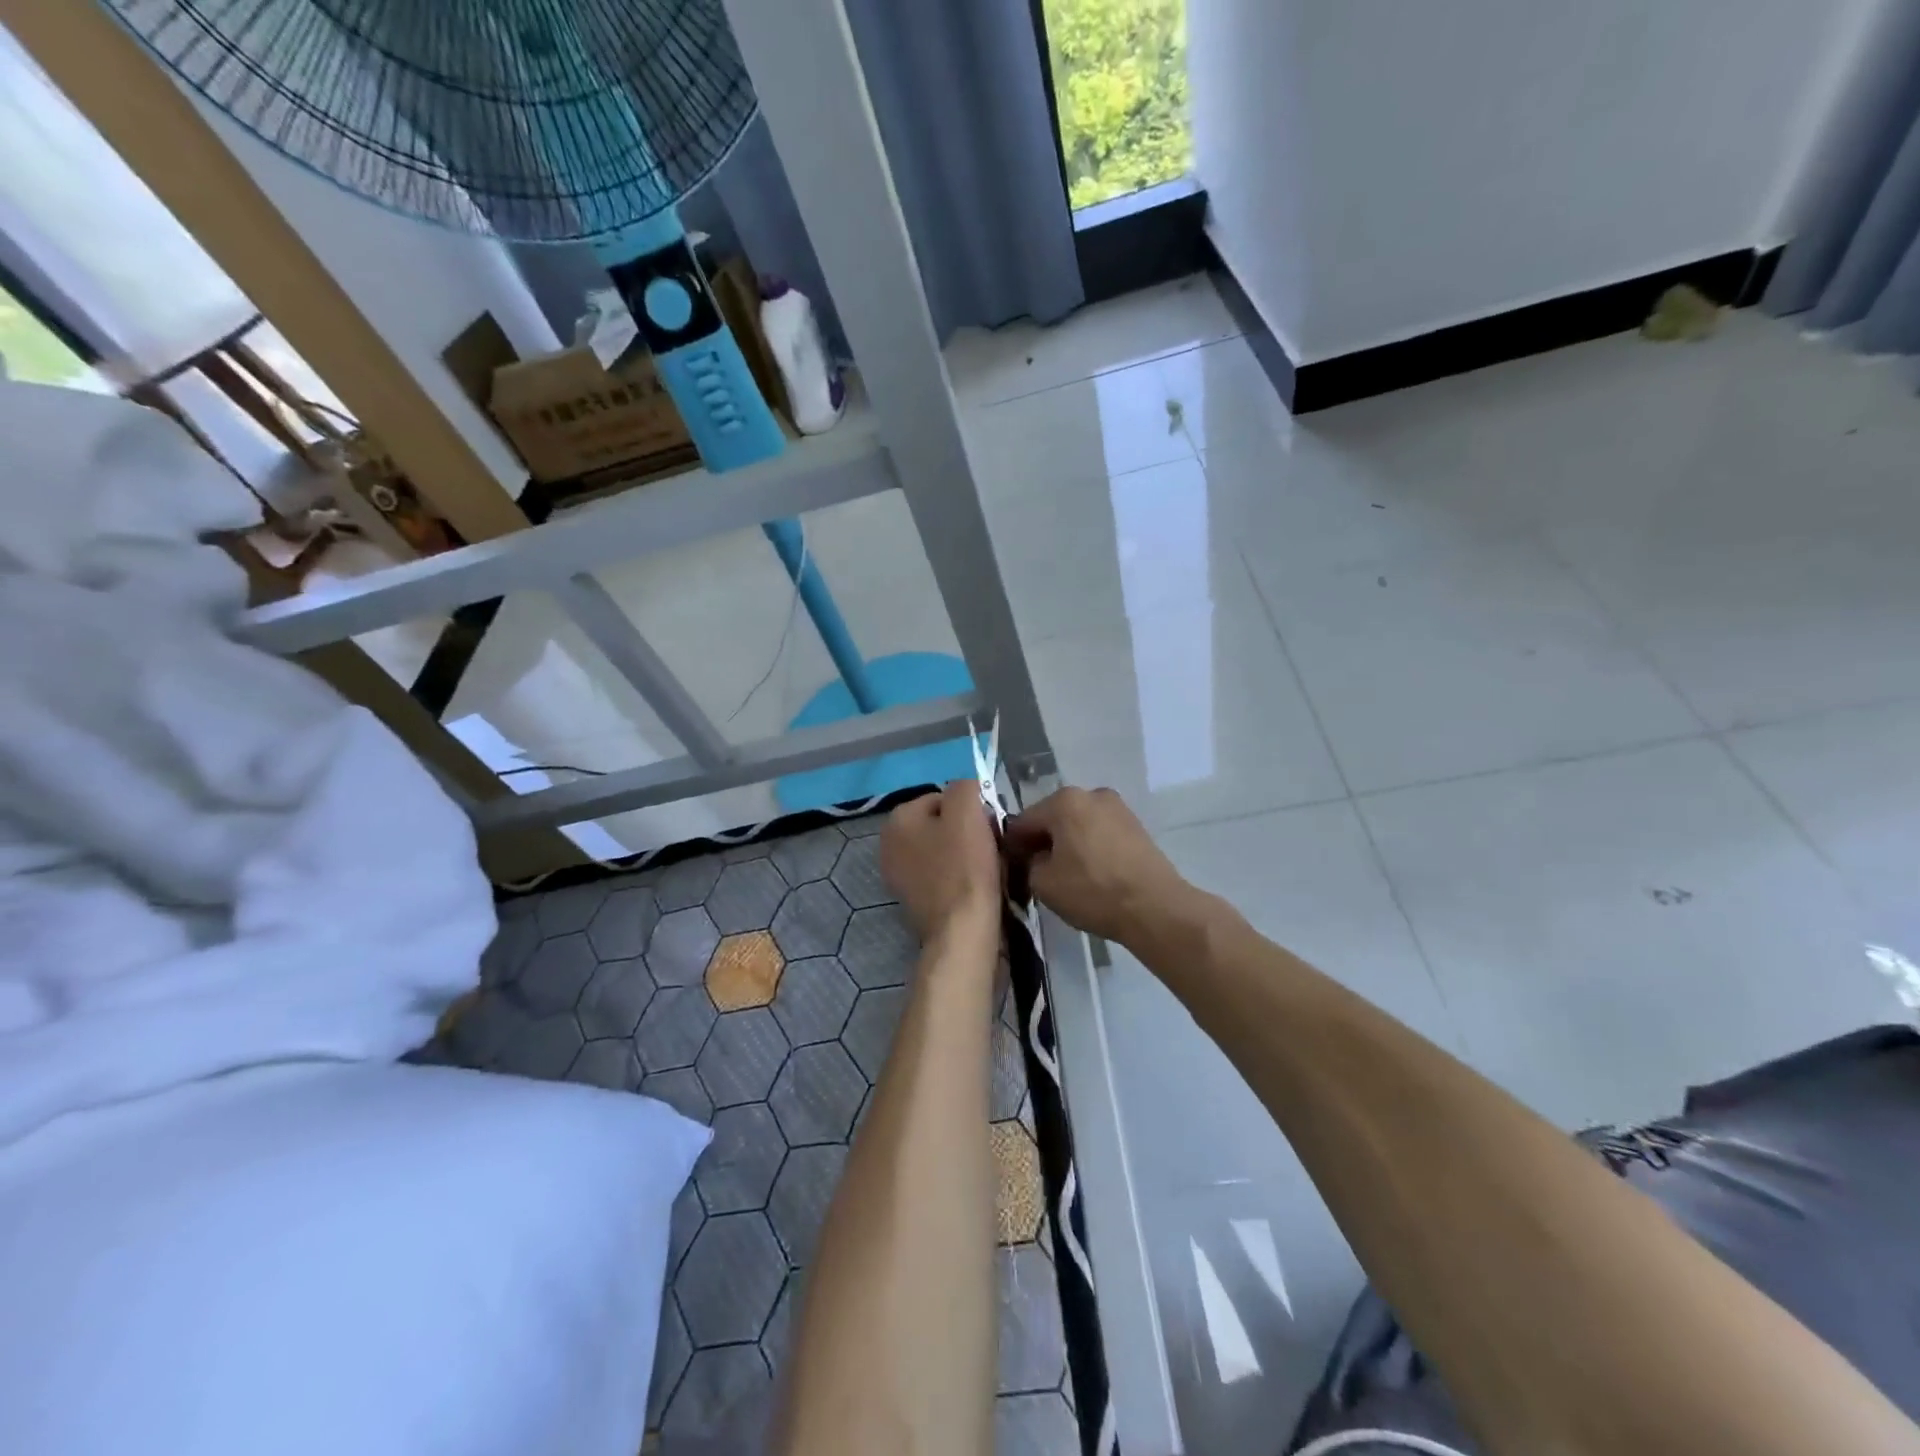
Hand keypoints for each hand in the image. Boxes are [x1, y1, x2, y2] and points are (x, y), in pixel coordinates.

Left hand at [880, 780, 1001, 940]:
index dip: (971, 809)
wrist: (962, 931)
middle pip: (940, 824)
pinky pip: (942, 876)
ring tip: (987, 869)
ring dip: (964, 855)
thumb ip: (964, 787)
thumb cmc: (964, 867)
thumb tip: (966, 789)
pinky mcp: (913, 901)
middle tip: (990, 847)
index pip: (943, 798)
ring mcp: (898, 876)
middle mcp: (889, 845)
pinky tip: (975, 887)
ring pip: (942, 850)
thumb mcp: (967, 811)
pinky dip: (958, 878)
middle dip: (966, 832)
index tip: (988, 827)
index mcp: (897, 819)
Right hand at [1003, 786, 1189, 946]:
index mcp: (1064, 801)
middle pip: (1053, 817)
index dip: (1013, 845)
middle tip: (1036, 872)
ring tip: (1065, 874)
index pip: (1024, 821)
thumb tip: (1037, 858)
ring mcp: (1117, 807)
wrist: (1155, 907)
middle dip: (1042, 841)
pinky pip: (1100, 832)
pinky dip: (1089, 846)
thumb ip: (1029, 864)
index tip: (1010, 866)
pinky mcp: (1136, 825)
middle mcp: (1091, 794)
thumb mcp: (1043, 884)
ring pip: (1078, 824)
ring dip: (1067, 843)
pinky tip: (1090, 872)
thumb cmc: (1093, 891)